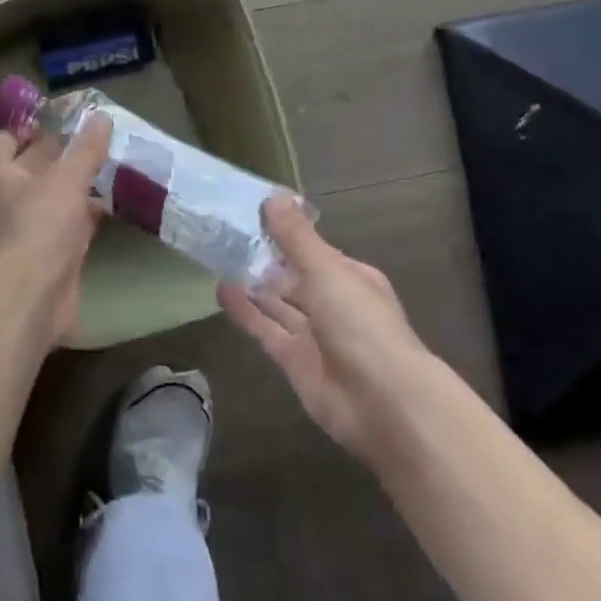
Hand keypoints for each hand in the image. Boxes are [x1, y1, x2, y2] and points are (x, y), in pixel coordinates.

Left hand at [0, 113, 112, 348]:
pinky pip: (76, 224)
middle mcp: (18, 199)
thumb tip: (101, 116)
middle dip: (61, 152)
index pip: (5, 143)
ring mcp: (38, 228)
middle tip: (95, 134)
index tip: (52, 117)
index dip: (22, 129)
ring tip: (112, 161)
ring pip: (59, 196)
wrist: (34, 295)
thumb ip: (85, 149)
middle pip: (36, 167)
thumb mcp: (66, 179)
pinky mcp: (60, 253)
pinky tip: (115, 201)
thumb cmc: (40, 226)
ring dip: (80, 182)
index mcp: (7, 176)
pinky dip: (92, 213)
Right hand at [219, 196, 425, 458]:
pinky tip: (220, 290)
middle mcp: (333, 304)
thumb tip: (273, 195)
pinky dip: (245, 311)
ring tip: (217, 256)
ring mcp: (314, 335)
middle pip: (293, 276)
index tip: (251, 213)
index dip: (285, 233)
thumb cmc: (361, 324)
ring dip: (251, 283)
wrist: (383, 404)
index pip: (313, 250)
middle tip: (224, 233)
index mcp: (351, 278)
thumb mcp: (327, 270)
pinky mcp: (294, 361)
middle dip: (264, 258)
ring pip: (277, 303)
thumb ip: (295, 237)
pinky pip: (265, 329)